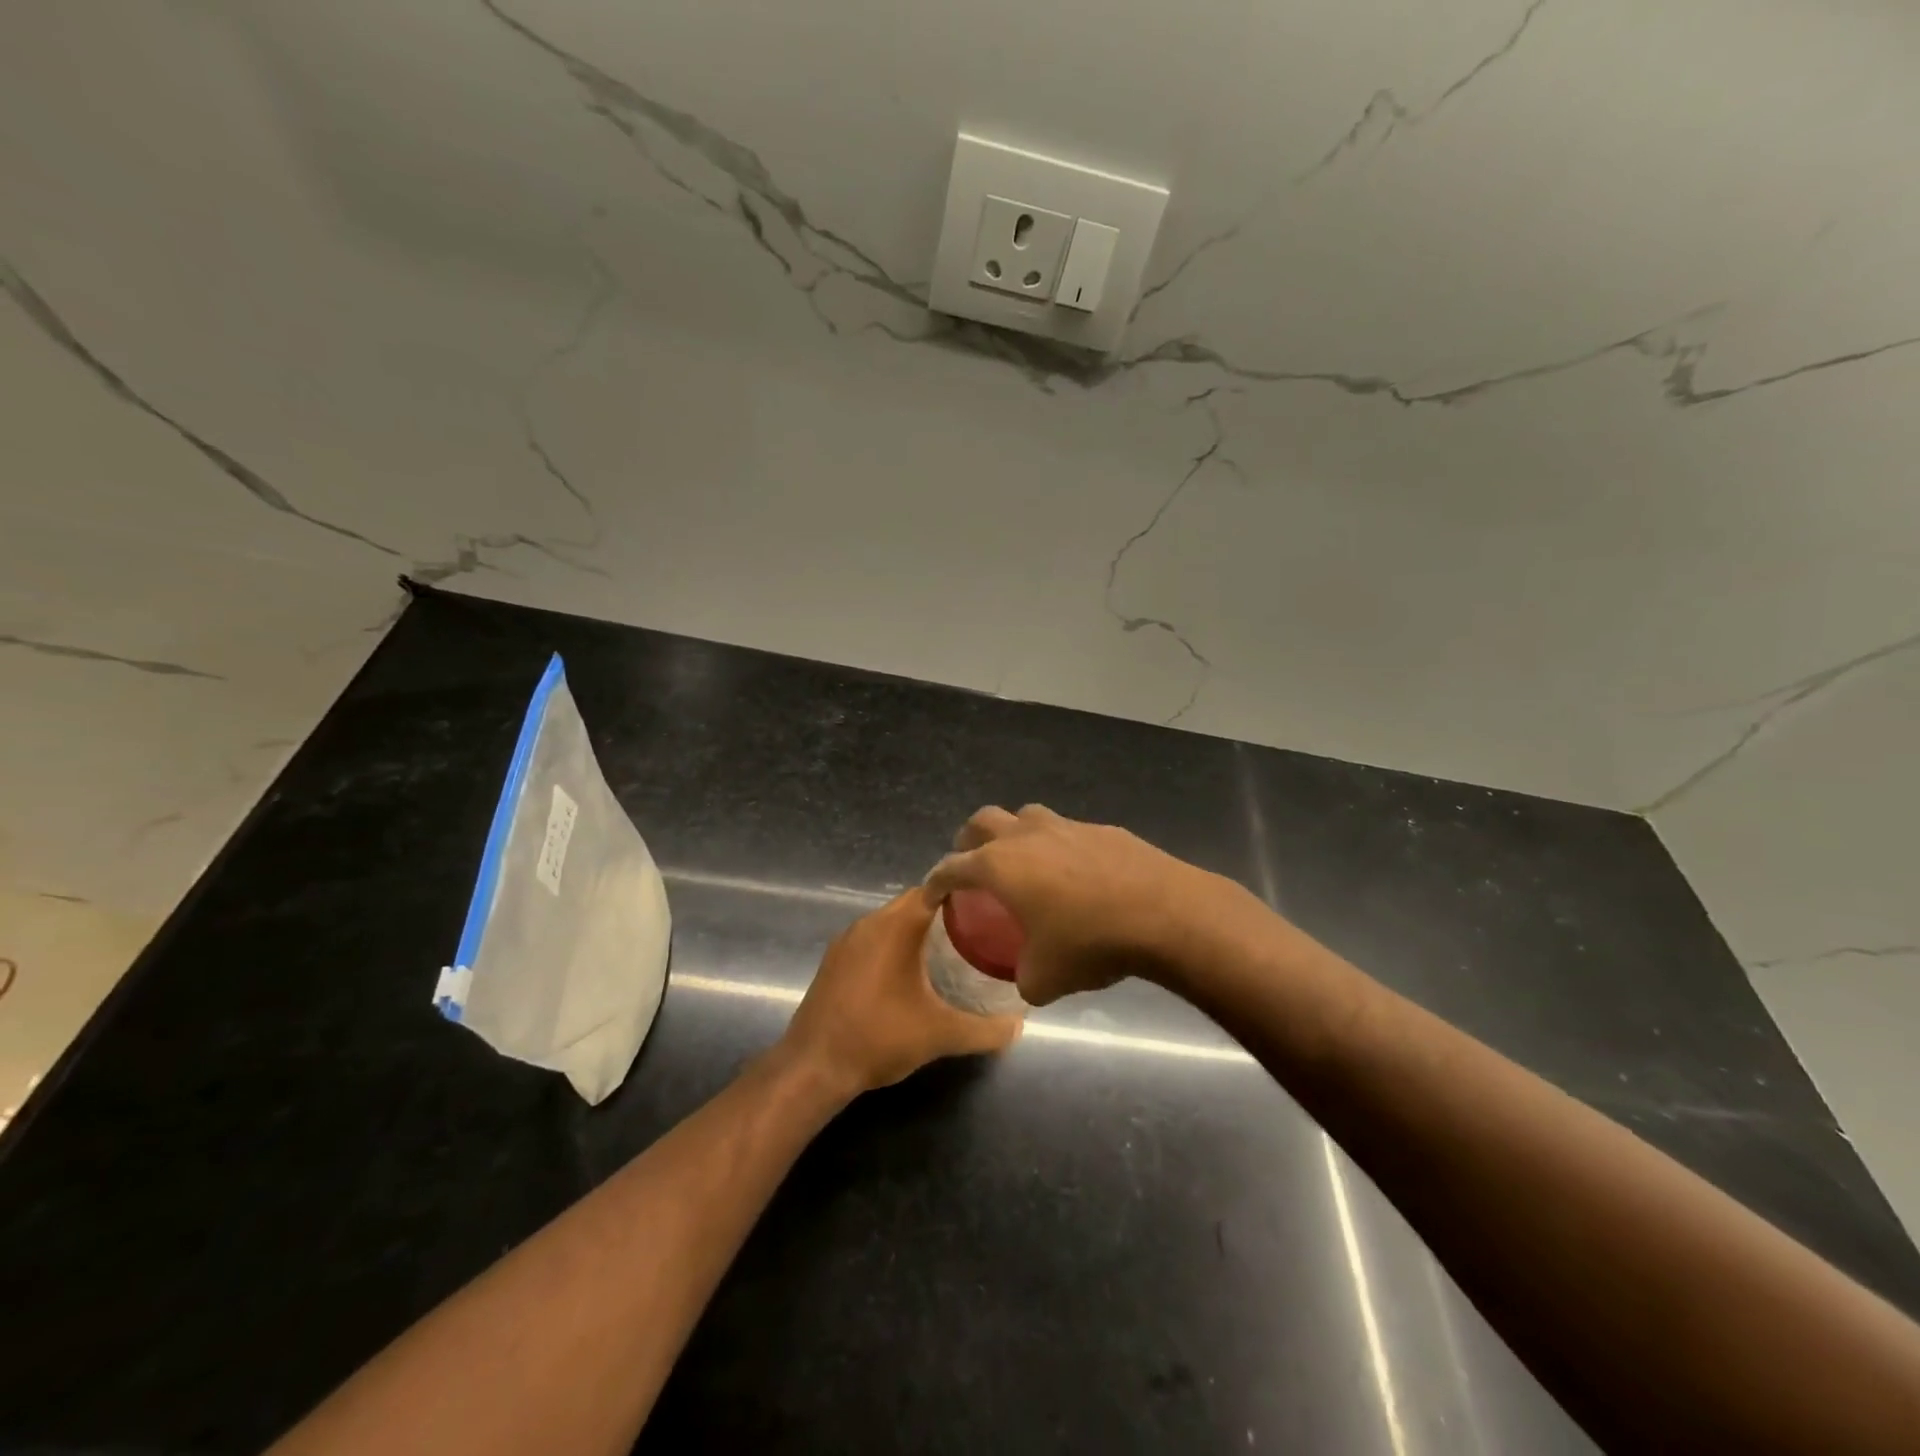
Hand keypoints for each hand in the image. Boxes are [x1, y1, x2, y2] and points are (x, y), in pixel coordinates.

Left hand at [780, 890, 1022, 1095]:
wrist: (813, 1066)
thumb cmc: (879, 1037)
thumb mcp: (940, 1035)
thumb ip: (985, 1030)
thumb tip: (1018, 1026)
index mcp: (896, 925)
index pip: (935, 888)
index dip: (964, 894)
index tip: (990, 908)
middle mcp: (869, 922)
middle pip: (914, 904)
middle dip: (945, 915)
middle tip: (979, 934)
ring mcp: (847, 941)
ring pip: (891, 922)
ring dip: (917, 932)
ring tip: (950, 953)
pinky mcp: (834, 961)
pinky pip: (872, 940)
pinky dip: (894, 947)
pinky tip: (909, 975)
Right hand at [925, 804, 1235, 1006]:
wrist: (1164, 913)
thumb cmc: (1091, 942)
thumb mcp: (1045, 978)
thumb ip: (1025, 977)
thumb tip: (1027, 978)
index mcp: (1000, 866)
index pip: (952, 867)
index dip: (936, 881)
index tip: (931, 894)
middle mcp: (1027, 836)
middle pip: (983, 821)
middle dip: (969, 840)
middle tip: (971, 865)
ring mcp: (1067, 826)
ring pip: (1026, 816)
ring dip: (1014, 833)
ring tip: (1022, 862)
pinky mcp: (1103, 829)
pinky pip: (1068, 831)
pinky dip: (1059, 846)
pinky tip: (1076, 874)